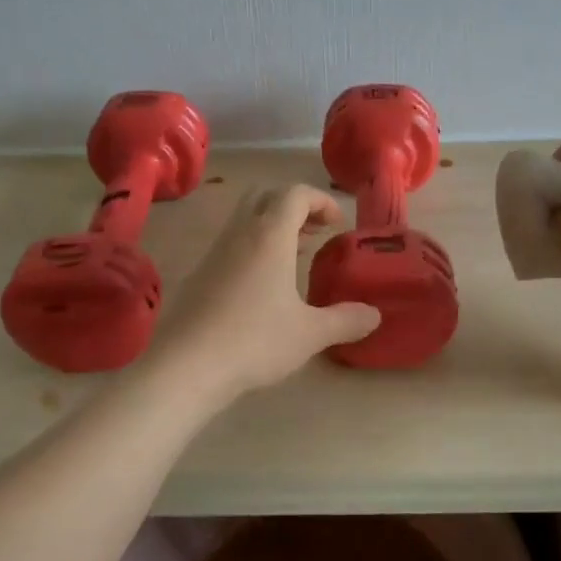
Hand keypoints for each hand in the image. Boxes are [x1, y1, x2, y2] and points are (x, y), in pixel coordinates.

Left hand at [149, 185, 381, 400]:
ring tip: (295, 255)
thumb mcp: (310, 333)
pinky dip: (252, 248)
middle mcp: (240, 233)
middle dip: (294, 206)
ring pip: (245, 219)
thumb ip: (345, 320)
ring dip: (272, 227)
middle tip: (315, 232)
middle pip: (266, 196)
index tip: (337, 223)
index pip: (296, 194)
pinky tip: (263, 285)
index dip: (321, 200)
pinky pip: (231, 244)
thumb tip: (374, 315)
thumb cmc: (255, 340)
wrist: (186, 366)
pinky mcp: (199, 274)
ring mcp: (215, 252)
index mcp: (270, 235)